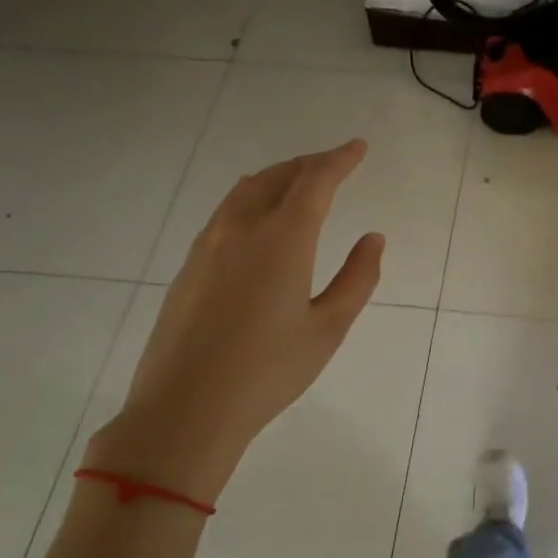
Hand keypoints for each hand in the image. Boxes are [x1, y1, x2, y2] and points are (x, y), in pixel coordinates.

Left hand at [87, 140, 383, 504]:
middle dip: (310, 164)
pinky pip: (225, 212)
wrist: (184, 410)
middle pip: (278, 177)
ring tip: (299, 182)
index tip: (358, 147)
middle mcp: (242, 229)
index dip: (339, 160)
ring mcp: (208, 245)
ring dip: (278, 177)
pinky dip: (252, 198)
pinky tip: (258, 215)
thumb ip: (357, 278)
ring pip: (246, 191)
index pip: (315, 181)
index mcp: (283, 239)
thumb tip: (372, 238)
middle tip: (335, 163)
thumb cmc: (268, 371)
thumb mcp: (328, 328)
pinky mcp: (189, 266)